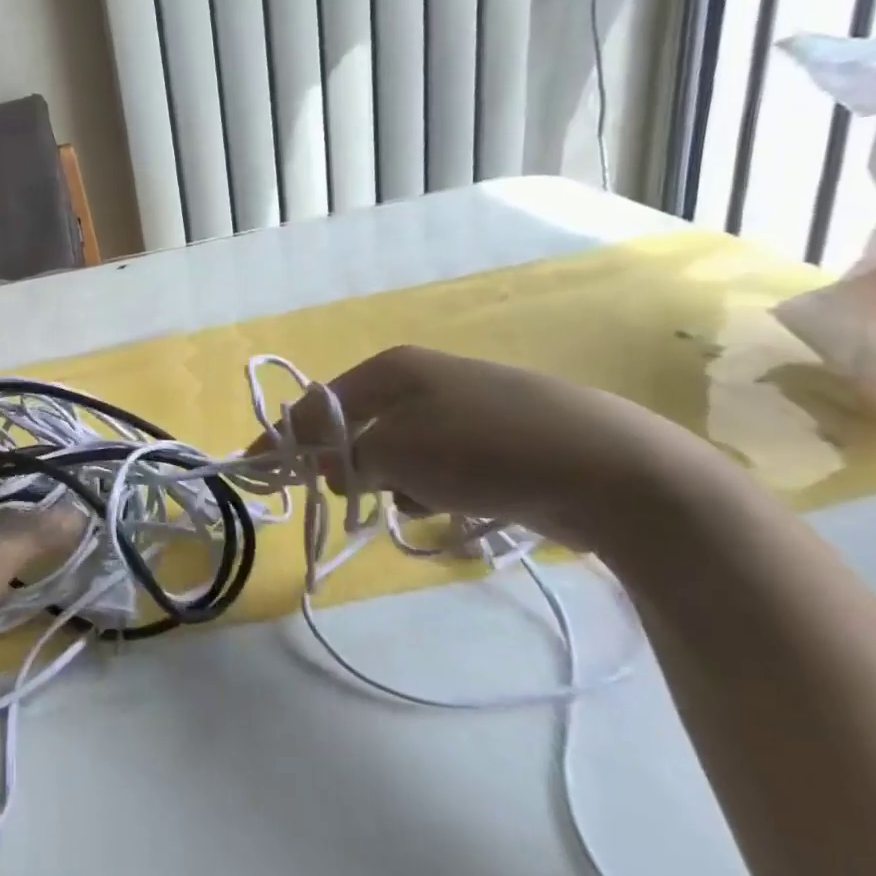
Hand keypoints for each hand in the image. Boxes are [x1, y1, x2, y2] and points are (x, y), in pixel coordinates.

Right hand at [255, 346, 739, 549]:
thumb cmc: (484, 450)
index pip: (320, 402)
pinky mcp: (501, 441)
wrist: (612, 470)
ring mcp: (467, 408)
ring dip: (396, 482)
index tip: (262, 468)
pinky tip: (456, 506)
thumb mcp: (396, 454)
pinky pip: (442, 465)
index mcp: (393, 369)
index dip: (289, 436)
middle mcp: (426, 380)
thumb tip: (323, 466)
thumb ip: (346, 459)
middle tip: (350, 495)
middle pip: (360, 426)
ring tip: (420, 503)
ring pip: (401, 451)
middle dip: (350, 464)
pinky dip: (435, 488)